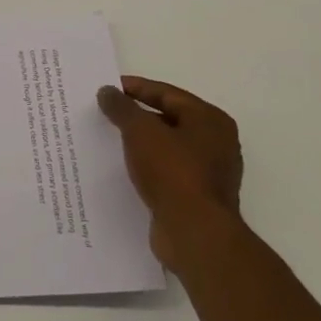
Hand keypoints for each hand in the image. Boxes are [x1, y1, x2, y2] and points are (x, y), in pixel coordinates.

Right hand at [96, 77, 243, 265]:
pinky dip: (145, 166)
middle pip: (169, 119)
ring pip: (166, 147)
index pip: (168, 94)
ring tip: (107, 139)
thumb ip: (122, 108)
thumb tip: (108, 91)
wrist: (194, 232)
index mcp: (210, 120)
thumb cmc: (172, 173)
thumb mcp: (141, 132)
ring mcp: (208, 172)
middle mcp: (215, 142)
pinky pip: (166, 172)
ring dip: (139, 143)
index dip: (136, 88)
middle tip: (105, 112)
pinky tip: (122, 169)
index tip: (107, 88)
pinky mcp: (196, 196)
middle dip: (136, 116)